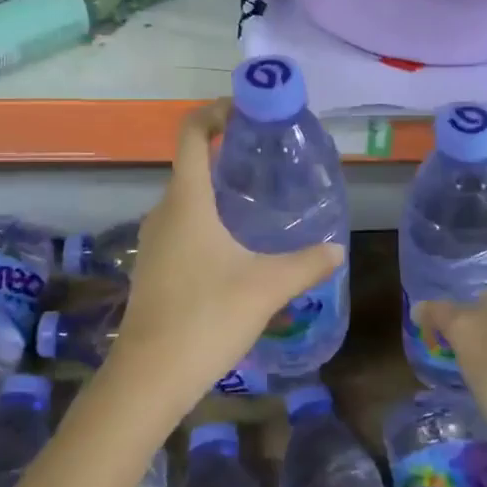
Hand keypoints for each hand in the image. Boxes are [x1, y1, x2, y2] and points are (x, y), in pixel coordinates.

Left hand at [102, 100, 342, 424]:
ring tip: (258, 203)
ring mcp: (153, 241)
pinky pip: (182, 227)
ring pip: (187, 200)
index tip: (244, 111)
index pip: (192, 134)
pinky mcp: (152, 267)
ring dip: (217, 192)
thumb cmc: (207, 316)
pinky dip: (207, 220)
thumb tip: (337, 250)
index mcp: (187, 201)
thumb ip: (306, 264)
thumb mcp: (267, 287)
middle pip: (191, 165)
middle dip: (226, 155)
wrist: (150, 376)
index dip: (214, 113)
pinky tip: (235, 248)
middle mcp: (164, 212)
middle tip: (267, 161)